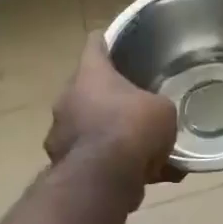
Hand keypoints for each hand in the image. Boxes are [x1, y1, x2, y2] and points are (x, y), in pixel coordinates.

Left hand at [45, 34, 180, 206]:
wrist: (103, 181)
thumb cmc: (133, 127)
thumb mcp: (162, 109)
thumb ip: (156, 106)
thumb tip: (155, 116)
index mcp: (90, 74)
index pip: (94, 44)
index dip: (107, 42)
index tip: (117, 43)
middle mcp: (68, 99)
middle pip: (88, 88)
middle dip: (110, 96)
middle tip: (136, 104)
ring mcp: (60, 134)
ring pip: (88, 126)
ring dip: (108, 133)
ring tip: (142, 149)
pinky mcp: (62, 167)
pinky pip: (93, 159)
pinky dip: (111, 165)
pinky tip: (143, 177)